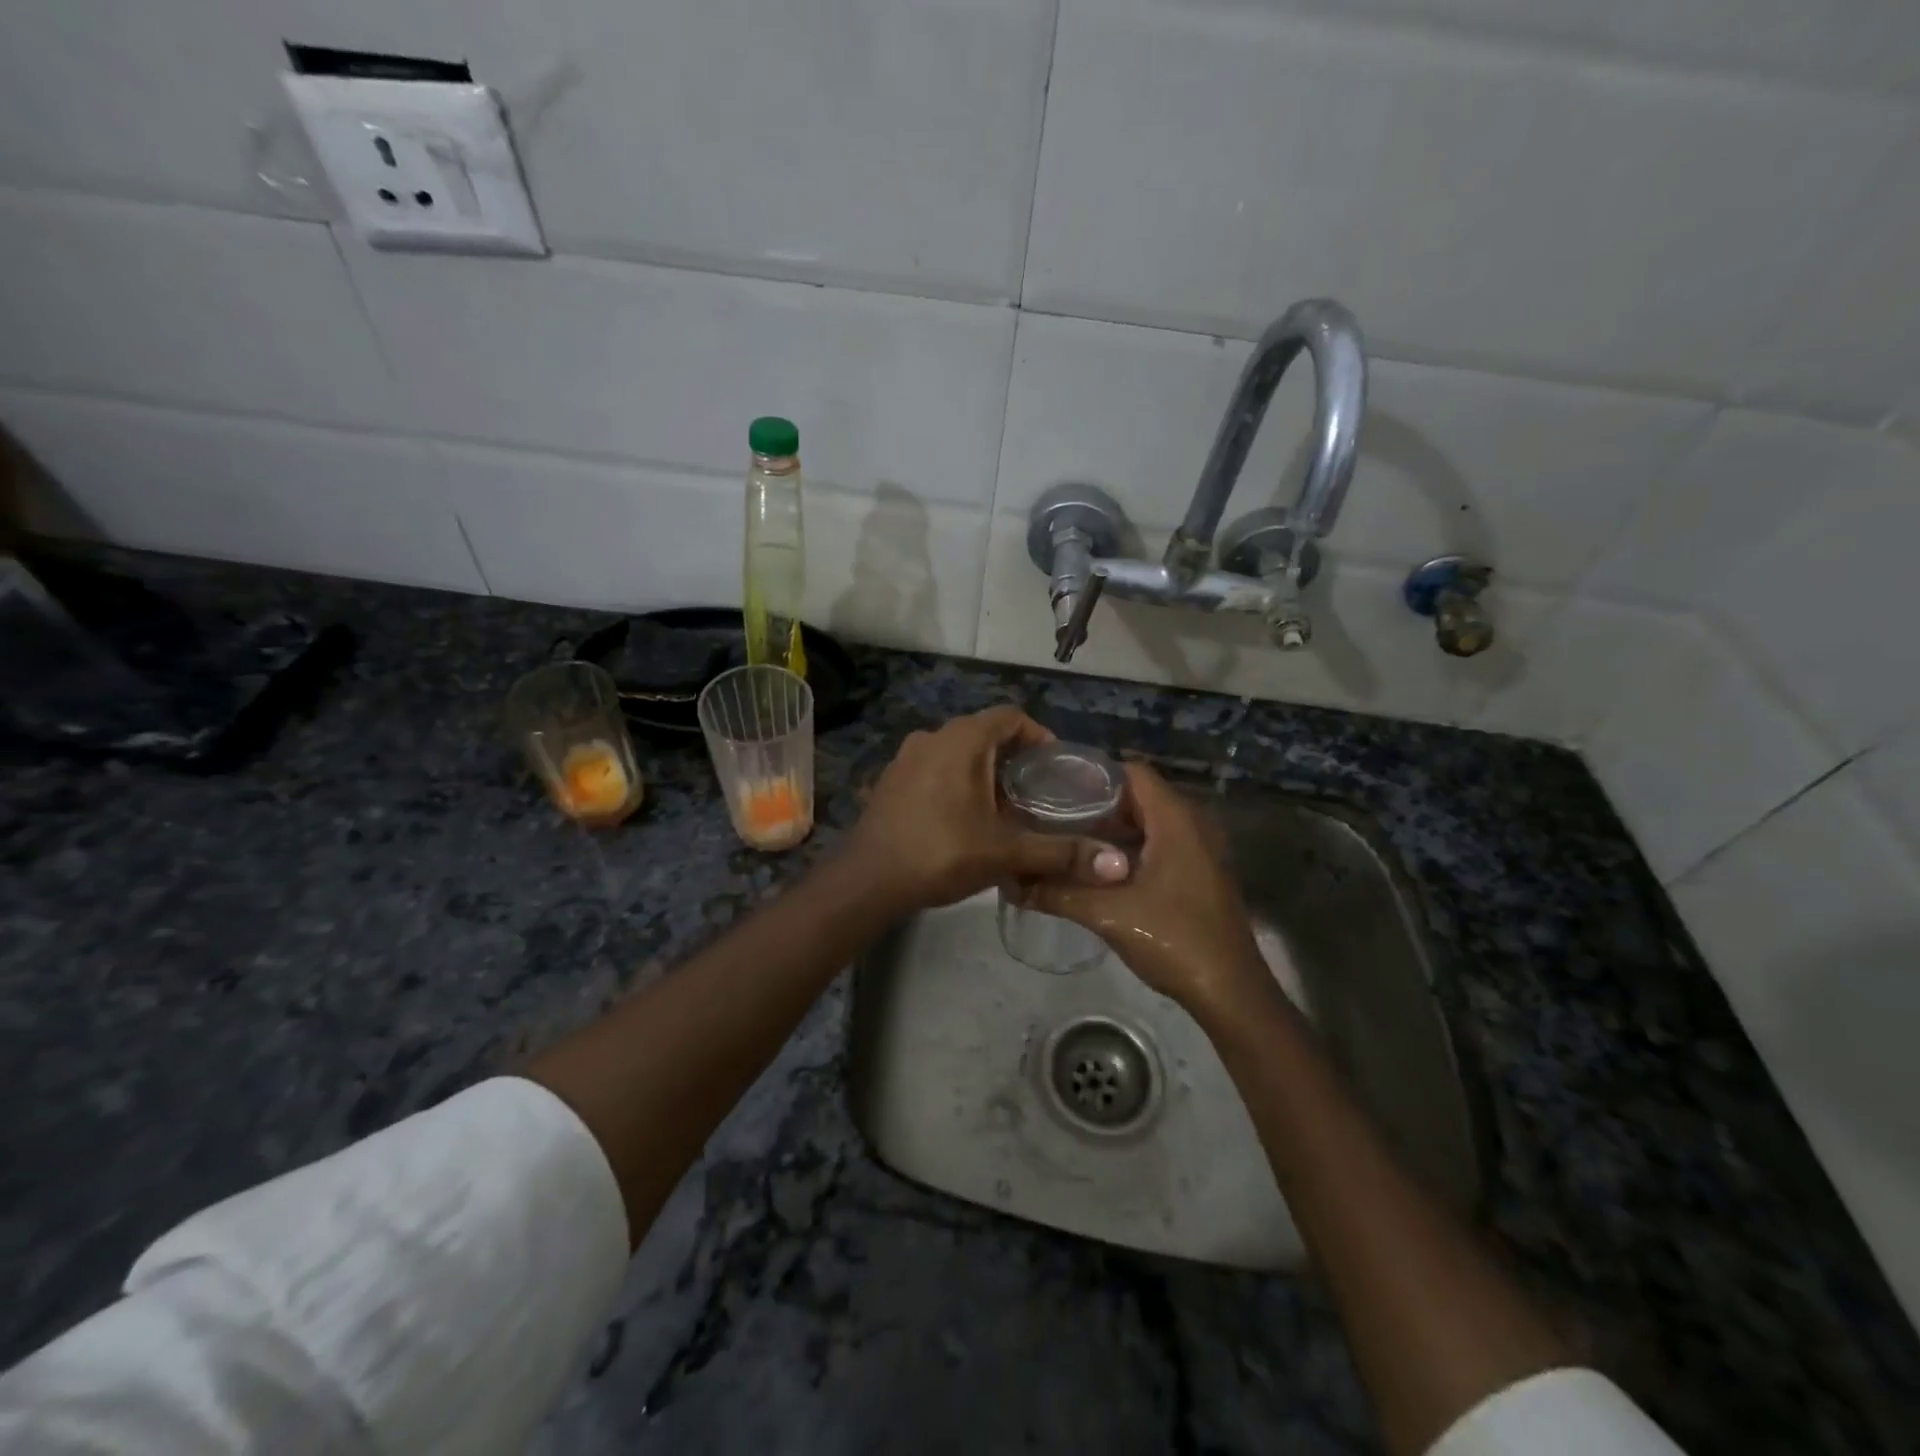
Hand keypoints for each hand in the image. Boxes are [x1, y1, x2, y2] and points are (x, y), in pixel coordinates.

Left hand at [846, 707, 1128, 912]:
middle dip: (1015, 759)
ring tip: (1007, 809)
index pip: (1011, 716)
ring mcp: (906, 758)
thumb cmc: (940, 853)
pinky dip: (957, 782)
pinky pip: (935, 769)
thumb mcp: (1005, 853)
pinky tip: (966, 820)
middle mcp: (932, 737)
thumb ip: (1060, 853)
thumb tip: (1117, 864)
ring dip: (985, 772)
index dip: (1039, 736)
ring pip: (958, 753)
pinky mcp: (891, 780)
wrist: (867, 881)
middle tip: (1038, 793)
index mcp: (961, 740)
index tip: (1057, 767)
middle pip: (985, 734)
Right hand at [1018, 761, 1273, 1021]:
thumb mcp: (1107, 914)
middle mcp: (1192, 825)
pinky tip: (1097, 870)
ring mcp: (1199, 850)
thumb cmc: (1173, 939)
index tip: (1056, 789)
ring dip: (1112, 830)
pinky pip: (1159, 844)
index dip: (1094, 776)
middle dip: (1097, 805)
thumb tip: (1013, 882)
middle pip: (1138, 796)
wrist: (1230, 992)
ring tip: (1068, 841)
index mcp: (1176, 820)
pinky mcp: (1199, 873)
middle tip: (1054, 817)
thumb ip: (1058, 893)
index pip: (1132, 772)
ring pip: (1148, 823)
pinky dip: (1130, 849)